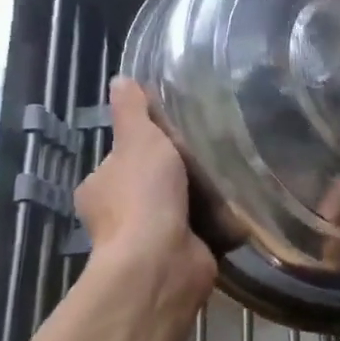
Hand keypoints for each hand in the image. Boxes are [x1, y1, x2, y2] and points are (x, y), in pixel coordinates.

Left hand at [73, 78, 215, 325]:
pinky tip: (239, 205)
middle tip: (212, 151)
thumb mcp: (138, 140)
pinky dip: (219, 222)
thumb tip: (121, 79)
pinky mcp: (180, 257)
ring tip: (233, 174)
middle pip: (153, 184)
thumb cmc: (143, 195)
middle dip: (179, 173)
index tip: (177, 134)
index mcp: (99, 188)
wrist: (162, 261)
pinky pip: (203, 232)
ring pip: (179, 208)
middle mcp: (118, 217)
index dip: (147, 146)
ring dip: (202, 198)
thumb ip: (132, 111)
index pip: (122, 159)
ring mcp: (148, 241)